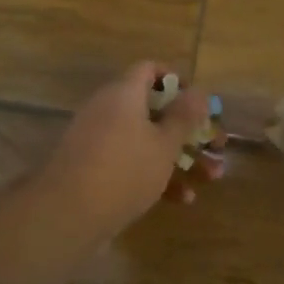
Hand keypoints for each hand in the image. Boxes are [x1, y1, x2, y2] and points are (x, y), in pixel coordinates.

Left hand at [37, 62, 212, 239]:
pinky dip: (155, 174)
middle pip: (153, 109)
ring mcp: (99, 140)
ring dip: (179, 156)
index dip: (176, 80)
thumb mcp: (164, 144)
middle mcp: (108, 110)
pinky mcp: (94, 168)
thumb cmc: (125, 170)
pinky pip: (131, 162)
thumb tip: (199, 91)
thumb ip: (184, 117)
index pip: (149, 70)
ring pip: (146, 140)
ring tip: (211, 177)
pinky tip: (182, 199)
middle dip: (188, 129)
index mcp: (124, 94)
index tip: (198, 102)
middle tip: (216, 145)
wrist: (67, 214)